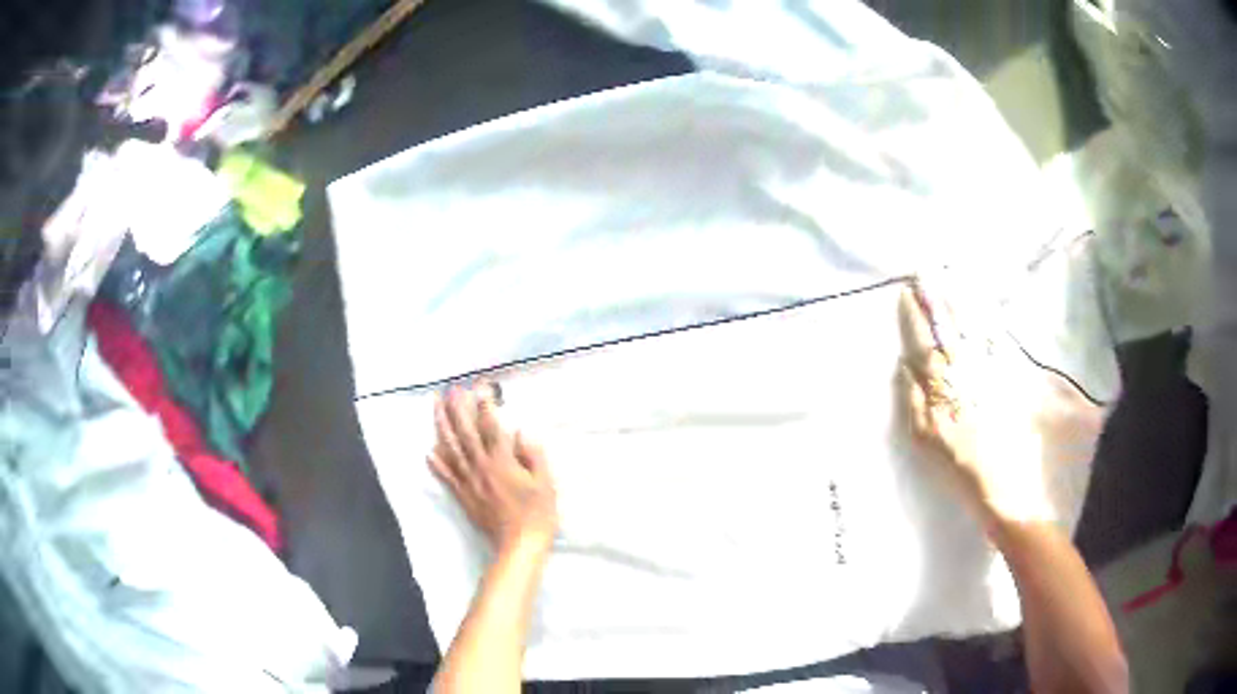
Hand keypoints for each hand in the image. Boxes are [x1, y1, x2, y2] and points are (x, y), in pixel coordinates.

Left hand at [429, 384, 558, 554]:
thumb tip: (520, 430)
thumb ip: (532, 454)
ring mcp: (470, 482)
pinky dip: (437, 464)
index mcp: (502, 461)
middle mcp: (481, 467)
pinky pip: (447, 478)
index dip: (485, 404)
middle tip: (450, 390)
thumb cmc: (538, 514)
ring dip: (442, 427)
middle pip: (465, 433)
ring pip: (452, 450)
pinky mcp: (464, 497)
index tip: (479, 386)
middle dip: (457, 409)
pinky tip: (429, 452)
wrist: (520, 545)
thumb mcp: (545, 482)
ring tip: (435, 408)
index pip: (491, 426)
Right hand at [896, 283, 990, 516]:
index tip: (906, 294)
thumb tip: (904, 364)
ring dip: (960, 301)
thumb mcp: (925, 440)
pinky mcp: (1007, 377)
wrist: (999, 483)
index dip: (914, 319)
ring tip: (950, 277)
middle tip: (925, 273)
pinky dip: (989, 321)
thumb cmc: (957, 464)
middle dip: (935, 300)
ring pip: (972, 329)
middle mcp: (964, 373)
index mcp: (941, 388)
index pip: (924, 344)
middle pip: (947, 329)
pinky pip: (997, 342)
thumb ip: (912, 401)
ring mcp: (987, 372)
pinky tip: (983, 306)